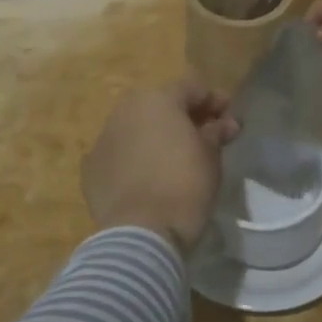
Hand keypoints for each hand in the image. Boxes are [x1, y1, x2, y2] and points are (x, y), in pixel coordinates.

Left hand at [82, 81, 239, 249]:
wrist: (141, 232)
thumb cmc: (184, 186)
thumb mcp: (211, 157)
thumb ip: (216, 133)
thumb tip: (223, 124)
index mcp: (157, 100)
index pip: (191, 88)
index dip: (214, 100)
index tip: (230, 118)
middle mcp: (126, 110)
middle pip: (160, 105)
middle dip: (184, 117)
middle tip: (205, 136)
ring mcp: (104, 138)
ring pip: (136, 128)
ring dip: (156, 136)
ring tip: (175, 157)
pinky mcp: (91, 168)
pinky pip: (120, 154)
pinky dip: (135, 159)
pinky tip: (148, 177)